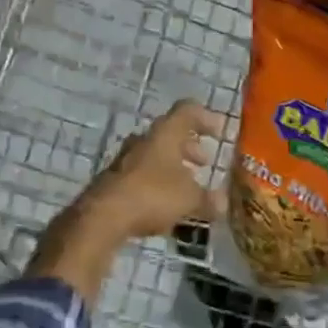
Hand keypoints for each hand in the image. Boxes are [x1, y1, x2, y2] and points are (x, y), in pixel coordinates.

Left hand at [79, 100, 226, 238]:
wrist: (103, 215)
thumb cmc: (153, 195)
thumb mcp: (189, 199)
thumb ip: (208, 200)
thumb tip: (223, 204)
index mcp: (165, 133)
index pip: (187, 111)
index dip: (205, 118)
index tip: (219, 132)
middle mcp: (145, 139)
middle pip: (170, 133)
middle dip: (189, 146)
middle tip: (204, 162)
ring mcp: (126, 158)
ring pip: (155, 154)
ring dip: (173, 165)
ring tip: (188, 185)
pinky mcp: (114, 179)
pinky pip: (142, 174)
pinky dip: (158, 182)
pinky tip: (166, 203)